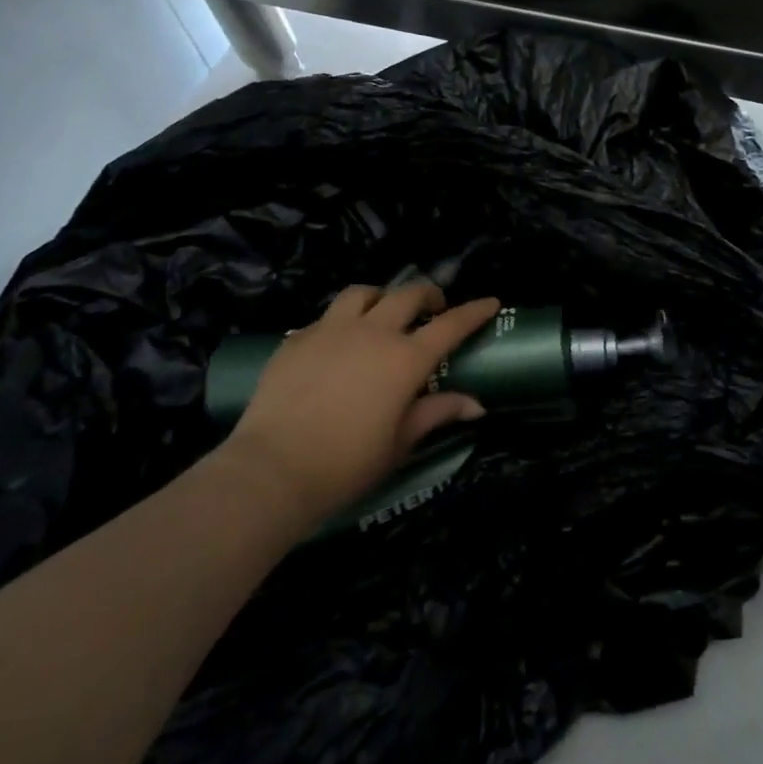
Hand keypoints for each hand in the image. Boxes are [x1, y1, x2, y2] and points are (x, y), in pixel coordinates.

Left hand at [221, 283, 499, 526]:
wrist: (271, 470)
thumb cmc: (346, 464)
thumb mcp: (399, 443)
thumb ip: (437, 413)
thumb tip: (476, 405)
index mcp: (405, 359)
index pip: (451, 325)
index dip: (474, 311)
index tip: (491, 301)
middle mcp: (373, 332)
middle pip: (408, 295)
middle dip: (428, 295)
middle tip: (434, 308)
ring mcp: (331, 330)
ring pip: (363, 293)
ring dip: (382, 297)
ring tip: (382, 314)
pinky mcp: (297, 339)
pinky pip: (326, 317)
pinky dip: (342, 322)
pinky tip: (338, 344)